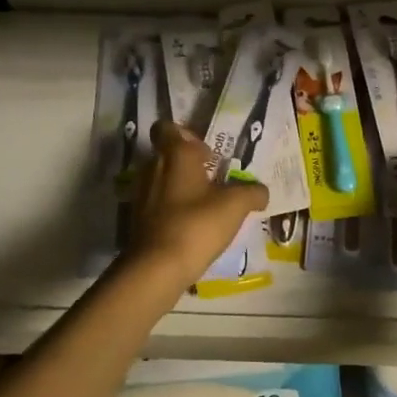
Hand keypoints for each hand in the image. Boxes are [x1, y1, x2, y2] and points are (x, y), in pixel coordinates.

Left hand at [125, 121, 268, 283]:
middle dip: (186, 164)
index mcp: (176, 154)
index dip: (186, 136)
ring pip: (160, 179)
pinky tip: (189, 226)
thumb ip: (252, 192)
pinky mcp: (135, 219)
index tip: (205, 152)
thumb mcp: (236, 206)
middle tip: (211, 179)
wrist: (156, 269)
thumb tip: (261, 191)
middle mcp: (153, 167)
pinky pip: (155, 204)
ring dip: (178, 187)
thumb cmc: (197, 224)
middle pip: (166, 154)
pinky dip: (169, 209)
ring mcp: (141, 194)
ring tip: (202, 206)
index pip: (167, 128)